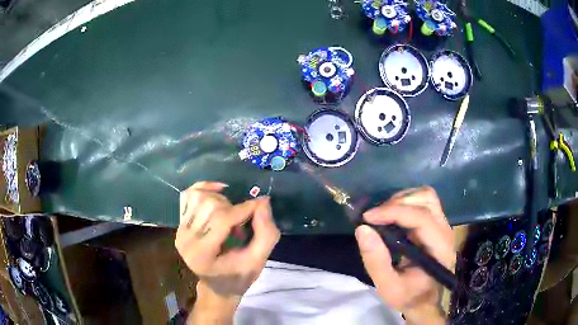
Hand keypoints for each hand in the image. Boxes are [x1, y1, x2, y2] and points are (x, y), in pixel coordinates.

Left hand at [176, 182, 279, 321]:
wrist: (218, 286)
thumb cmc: (239, 277)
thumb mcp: (258, 261)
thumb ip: (265, 234)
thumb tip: (263, 201)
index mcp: (202, 254)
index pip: (221, 220)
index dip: (244, 209)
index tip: (260, 206)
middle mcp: (185, 240)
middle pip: (209, 205)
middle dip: (232, 207)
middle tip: (242, 223)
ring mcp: (179, 231)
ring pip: (199, 196)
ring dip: (220, 199)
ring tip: (230, 214)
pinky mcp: (179, 225)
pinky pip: (188, 195)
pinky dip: (204, 188)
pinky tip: (218, 191)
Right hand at [355, 186, 454, 323]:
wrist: (424, 299)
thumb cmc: (409, 296)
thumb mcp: (388, 287)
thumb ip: (376, 261)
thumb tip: (362, 229)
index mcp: (440, 248)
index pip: (422, 218)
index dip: (394, 212)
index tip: (367, 218)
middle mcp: (445, 231)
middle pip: (426, 199)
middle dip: (397, 203)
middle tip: (374, 217)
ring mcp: (442, 225)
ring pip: (425, 196)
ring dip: (401, 199)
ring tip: (382, 214)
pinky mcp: (436, 223)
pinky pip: (422, 201)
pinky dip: (404, 202)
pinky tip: (391, 215)